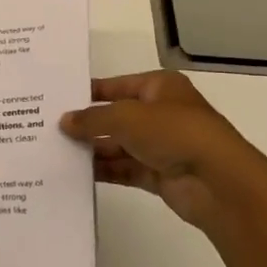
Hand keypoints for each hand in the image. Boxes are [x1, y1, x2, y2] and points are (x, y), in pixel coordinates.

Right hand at [61, 71, 266, 237]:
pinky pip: (125, 169)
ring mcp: (161, 146)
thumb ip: (92, 119)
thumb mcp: (126, 117)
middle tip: (49, 129)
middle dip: (87, 124)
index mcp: (160, 87)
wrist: (217, 181)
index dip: (89, 92)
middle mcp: (160, 113)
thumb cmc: (174, 133)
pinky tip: (76, 173)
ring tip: (56, 152)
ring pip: (119, 145)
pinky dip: (105, 170)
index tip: (58, 100)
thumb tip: (64, 121)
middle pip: (116, 116)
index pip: (116, 85)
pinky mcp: (159, 174)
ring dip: (93, 149)